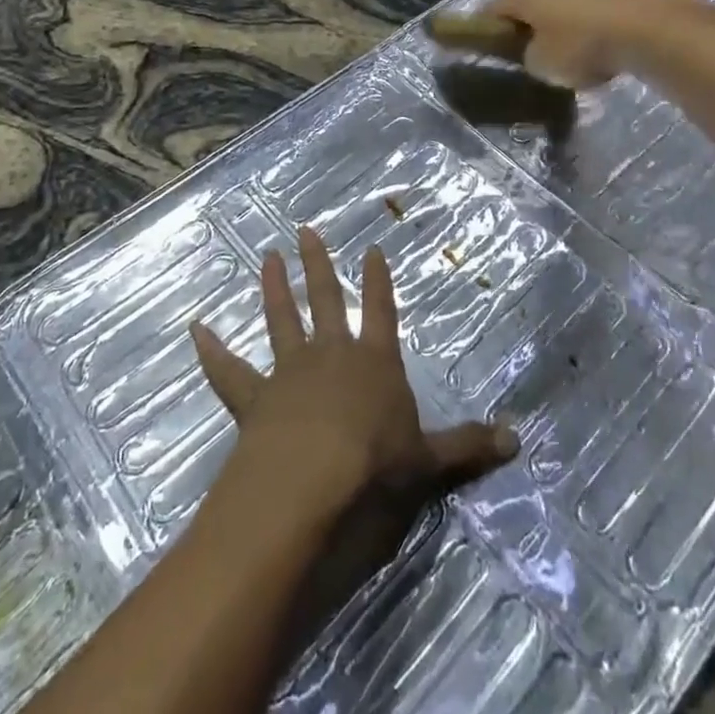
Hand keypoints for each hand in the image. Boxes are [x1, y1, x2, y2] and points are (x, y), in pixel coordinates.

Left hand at [191, 229, 517, 626]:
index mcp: (374, 363)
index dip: (378, 281)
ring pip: (281, 320)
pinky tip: (196, 329)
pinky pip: (229, 372)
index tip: (371, 248)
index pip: (380, 311)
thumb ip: (469, 447)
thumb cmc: (375, 467)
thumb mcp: (430, 462)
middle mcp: (331, 355)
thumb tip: (518, 440)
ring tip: (267, 256)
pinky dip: (212, 351)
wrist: (312, 484)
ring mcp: (289, 372)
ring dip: (274, 289)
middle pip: (325, 300)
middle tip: (304, 229)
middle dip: (318, 265)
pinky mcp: (254, 399)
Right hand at [486, 0, 663, 87]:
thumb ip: (529, 57)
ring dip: (557, 22)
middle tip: (526, 49)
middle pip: (528, 2)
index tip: (483, 44)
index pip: (493, 8)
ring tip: (564, 49)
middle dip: (525, 23)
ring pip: (559, 2)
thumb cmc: (579, 47)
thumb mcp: (541, 65)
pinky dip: (584, 24)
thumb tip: (534, 51)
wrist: (643, 29)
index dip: (485, 26)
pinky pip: (587, 9)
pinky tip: (593, 44)